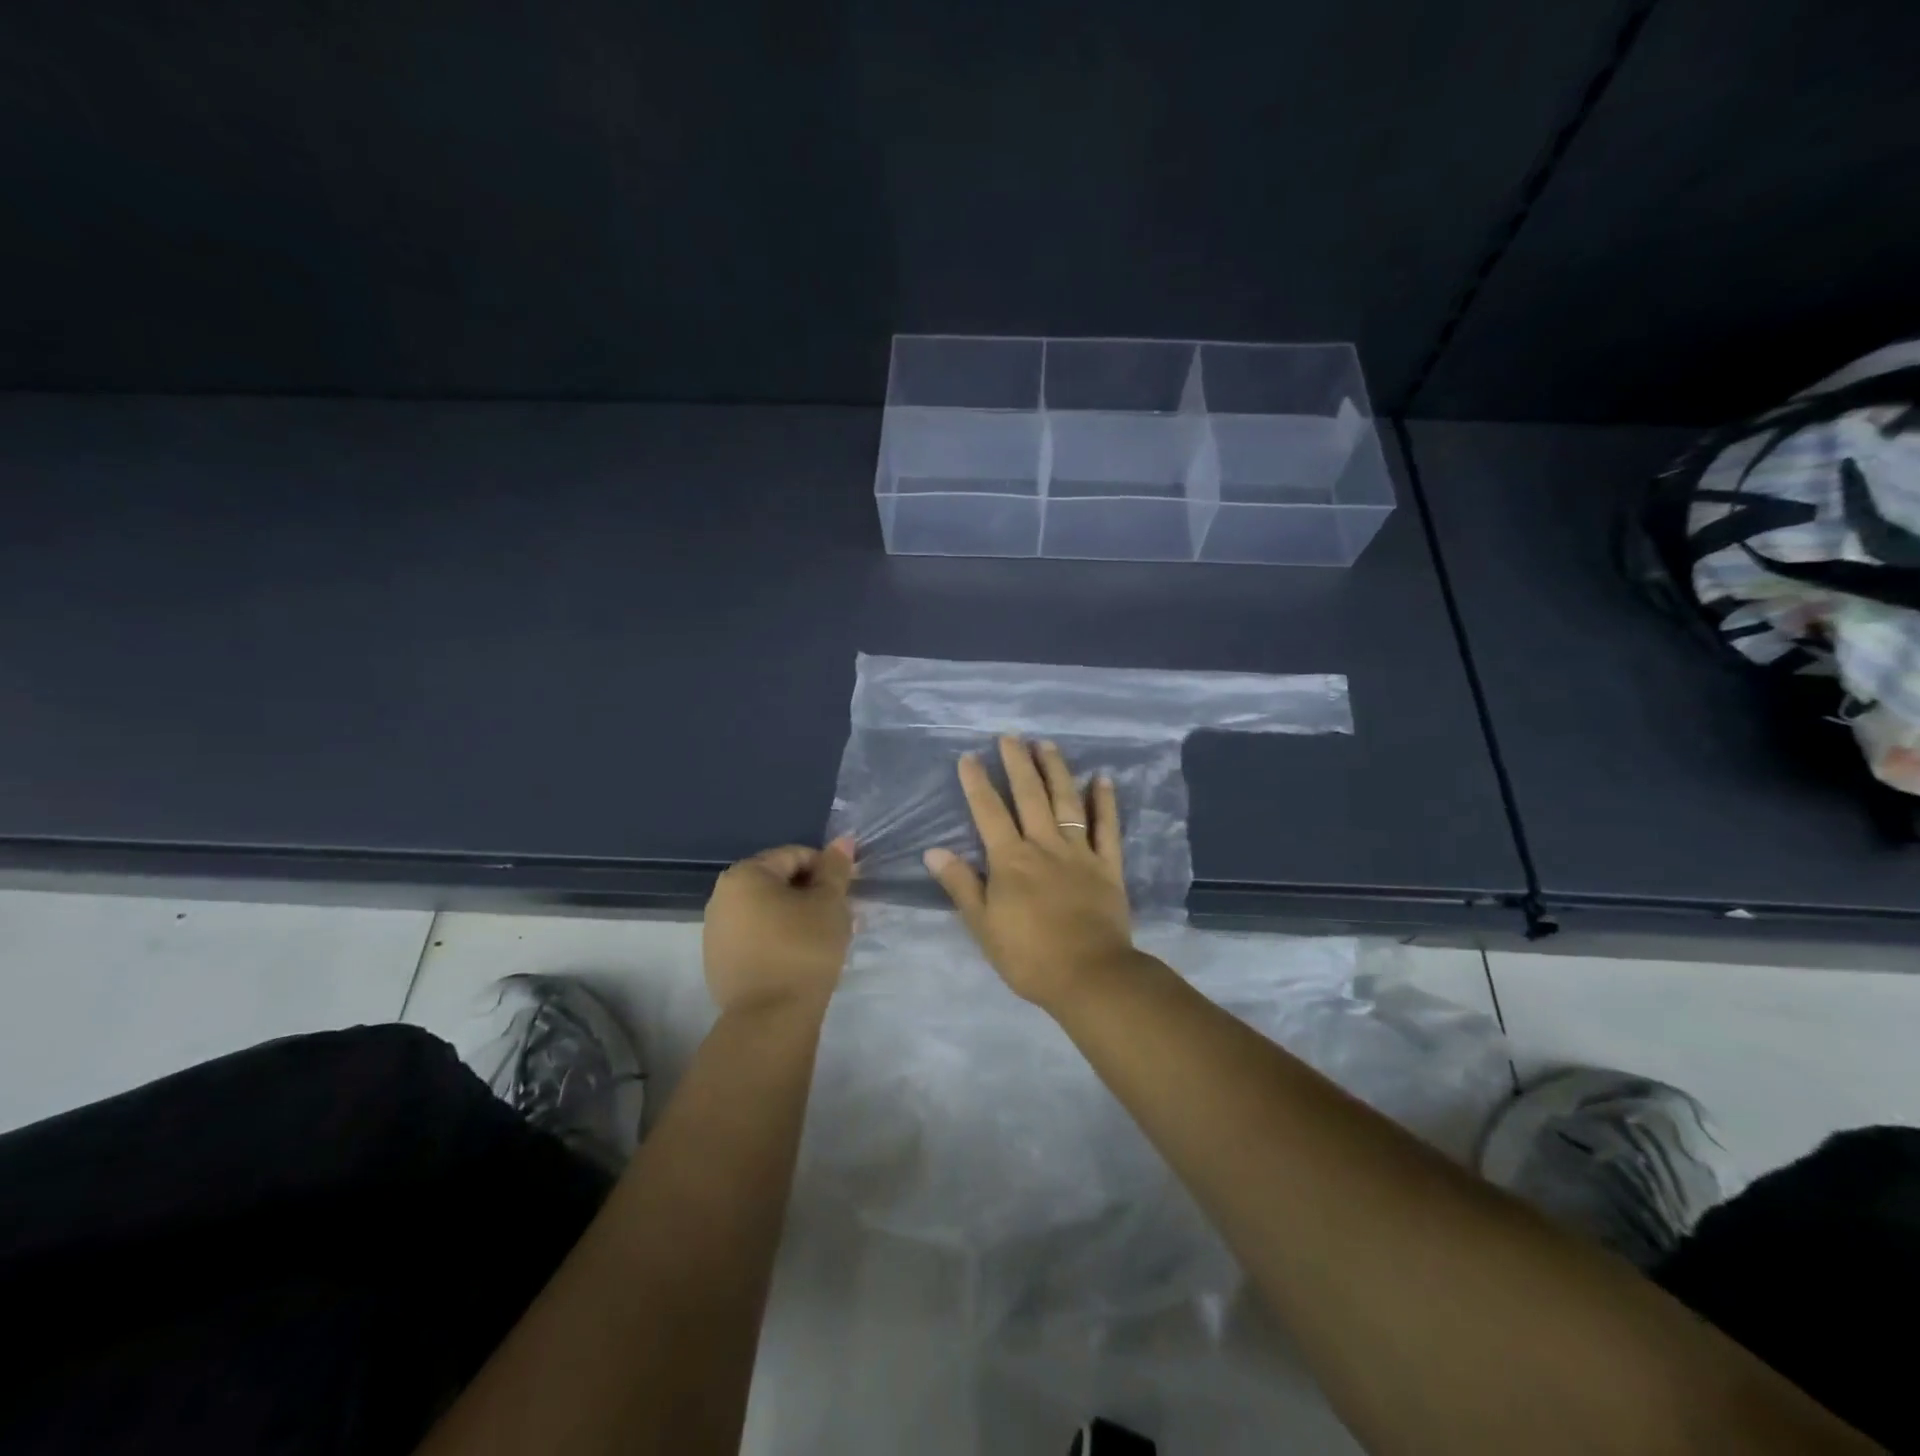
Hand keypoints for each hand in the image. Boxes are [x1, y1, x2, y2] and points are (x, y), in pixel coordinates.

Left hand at [703, 838, 855, 1013]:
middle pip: (779, 882)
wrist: (770, 1019)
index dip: (827, 870)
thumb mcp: (829, 903)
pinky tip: (801, 958)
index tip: (848, 892)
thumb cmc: (803, 949)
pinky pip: (756, 936)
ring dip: (798, 916)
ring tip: (825, 939)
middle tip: (841, 916)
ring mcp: (716, 931)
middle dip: (812, 894)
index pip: (795, 856)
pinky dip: (780, 938)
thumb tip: (842, 840)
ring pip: (768, 911)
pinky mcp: (719, 961)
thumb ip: (835, 869)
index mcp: (745, 875)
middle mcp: (722, 896)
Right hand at [923, 737, 1136, 1009]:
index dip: (977, 783)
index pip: (989, 812)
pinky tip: (1103, 778)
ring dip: (1057, 770)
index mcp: (1011, 860)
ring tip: (1047, 744)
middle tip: (1011, 736)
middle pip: (1030, 796)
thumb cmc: (1029, 956)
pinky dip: (1106, 802)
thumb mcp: (983, 926)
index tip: (969, 757)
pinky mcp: (1108, 866)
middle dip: (1018, 764)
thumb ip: (961, 885)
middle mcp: (1045, 845)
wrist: (1089, 976)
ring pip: (1067, 802)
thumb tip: (934, 851)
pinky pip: (1108, 827)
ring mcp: (1080, 853)